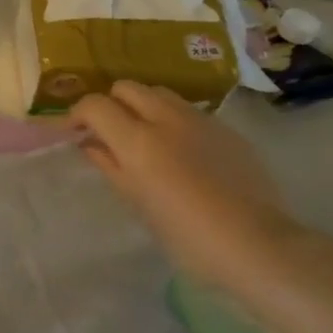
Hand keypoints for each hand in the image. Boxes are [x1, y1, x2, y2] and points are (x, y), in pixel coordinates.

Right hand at [70, 81, 295, 290]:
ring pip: (159, 93)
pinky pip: (189, 111)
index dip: (78, 113)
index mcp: (138, 140)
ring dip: (143, 106)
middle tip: (109, 131)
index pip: (95, 105)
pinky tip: (182, 151)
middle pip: (127, 87)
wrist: (258, 245)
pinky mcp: (226, 129)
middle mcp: (166, 118)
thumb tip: (90, 144)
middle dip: (111, 103)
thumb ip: (110, 166)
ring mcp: (200, 120)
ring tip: (145, 136)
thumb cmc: (187, 236)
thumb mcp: (138, 203)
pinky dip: (173, 120)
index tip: (74, 131)